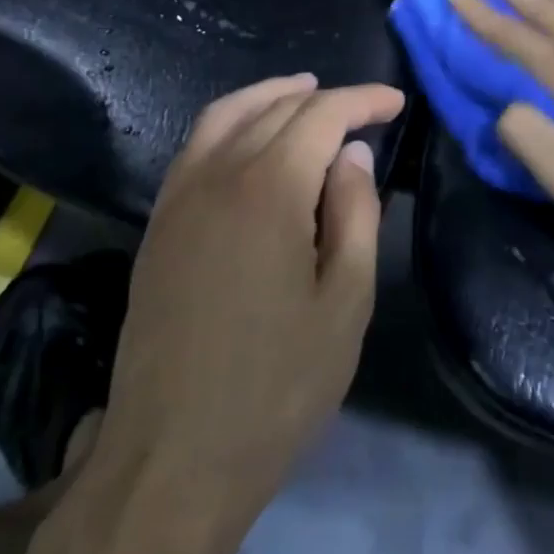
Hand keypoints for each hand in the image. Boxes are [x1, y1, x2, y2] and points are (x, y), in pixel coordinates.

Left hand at [86, 74, 402, 516]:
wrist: (170, 460)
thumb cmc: (276, 387)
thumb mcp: (344, 303)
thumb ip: (355, 214)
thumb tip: (352, 154)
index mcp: (269, 189)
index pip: (321, 115)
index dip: (362, 101)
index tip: (395, 102)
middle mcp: (217, 176)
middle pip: (275, 109)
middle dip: (325, 98)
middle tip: (365, 109)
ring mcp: (179, 199)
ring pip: (226, 116)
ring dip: (270, 96)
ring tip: (306, 93)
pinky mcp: (158, 225)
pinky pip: (196, 146)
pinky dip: (231, 122)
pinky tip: (252, 140)